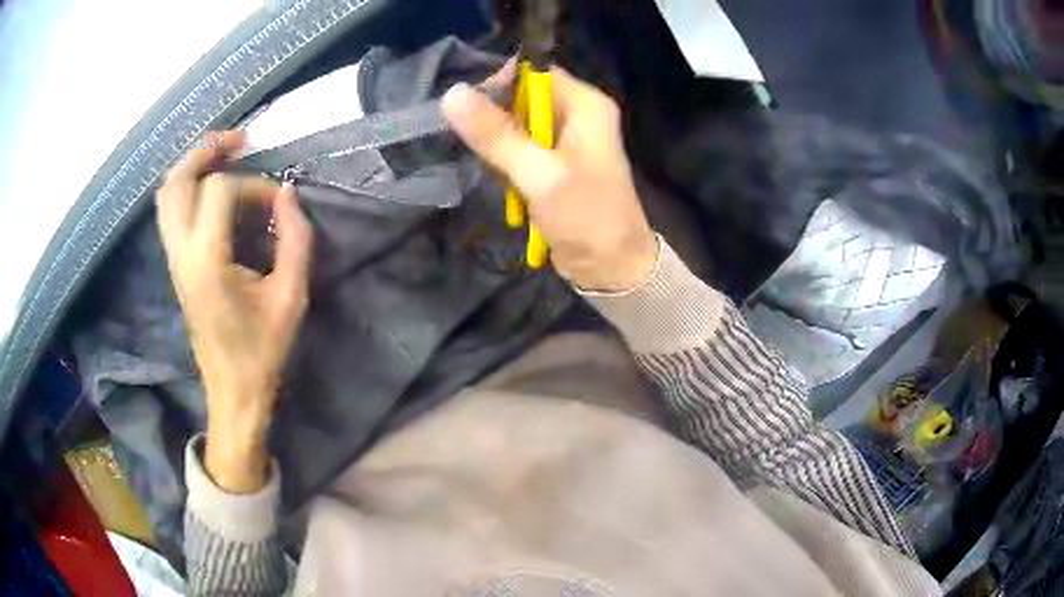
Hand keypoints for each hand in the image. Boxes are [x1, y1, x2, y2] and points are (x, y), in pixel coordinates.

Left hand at [156, 131, 312, 492]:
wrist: (232, 391)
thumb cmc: (263, 351)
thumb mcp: (291, 298)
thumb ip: (295, 240)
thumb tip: (288, 195)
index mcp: (207, 262)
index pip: (220, 192)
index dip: (254, 186)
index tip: (278, 204)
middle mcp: (181, 254)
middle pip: (177, 181)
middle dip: (207, 151)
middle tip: (239, 140)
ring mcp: (173, 260)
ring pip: (166, 195)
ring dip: (192, 166)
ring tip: (223, 155)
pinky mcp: (175, 266)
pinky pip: (169, 212)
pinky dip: (186, 187)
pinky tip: (211, 188)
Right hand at [442, 64, 656, 292]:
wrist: (611, 267)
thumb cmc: (586, 218)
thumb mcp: (540, 175)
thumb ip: (497, 135)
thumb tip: (452, 95)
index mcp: (585, 105)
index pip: (535, 72)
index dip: (501, 83)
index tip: (471, 110)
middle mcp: (578, 114)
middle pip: (523, 96)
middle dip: (496, 118)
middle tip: (480, 146)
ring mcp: (566, 139)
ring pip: (517, 123)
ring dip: (498, 143)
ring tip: (495, 169)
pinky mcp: (555, 163)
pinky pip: (521, 147)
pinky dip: (506, 160)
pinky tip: (505, 181)